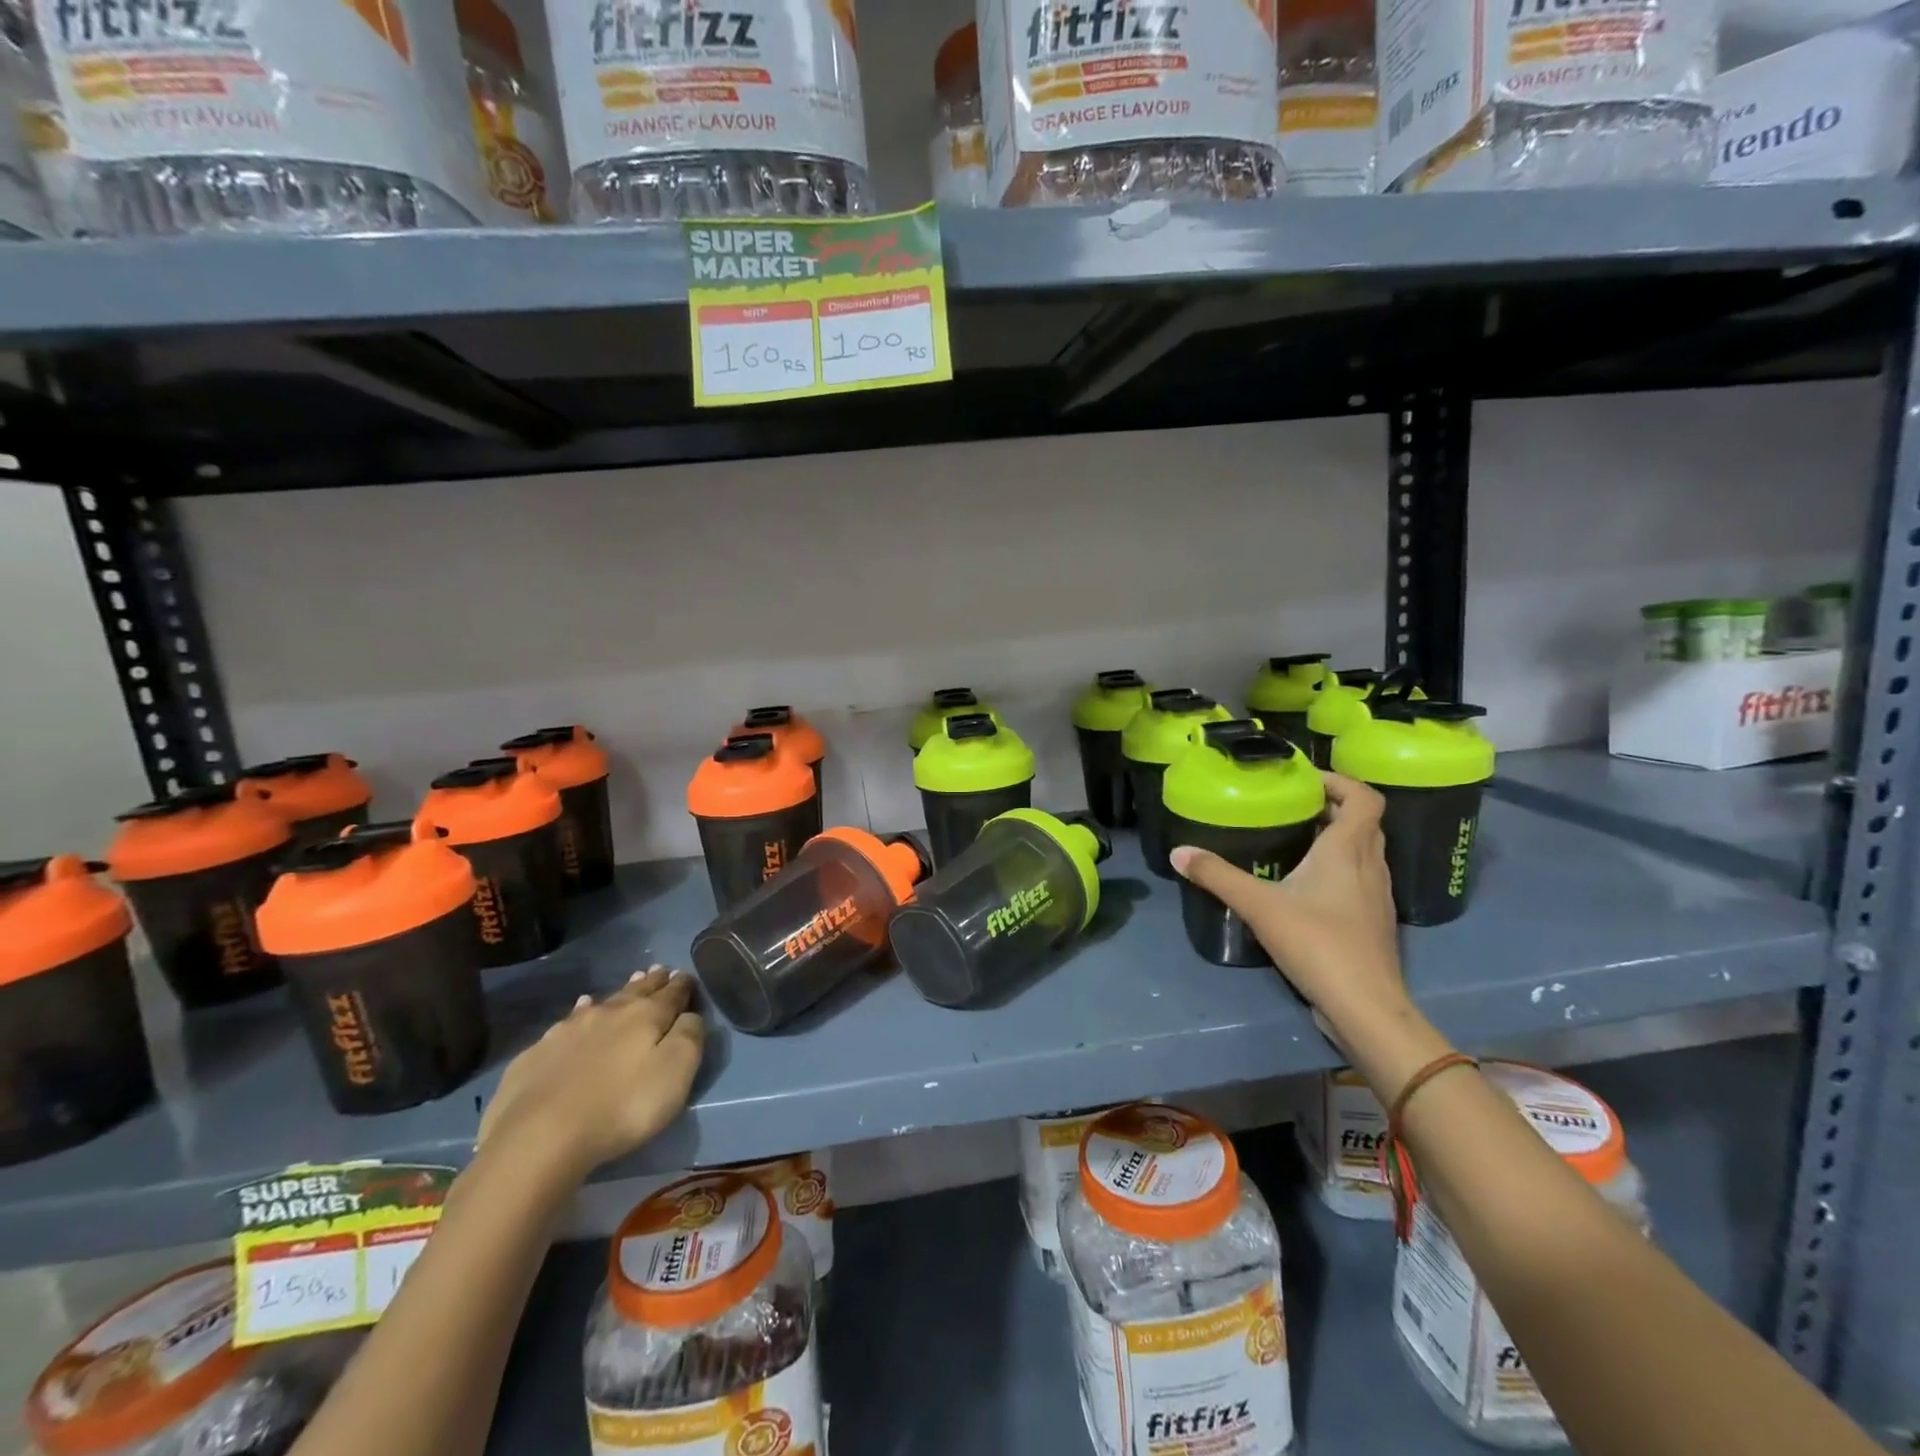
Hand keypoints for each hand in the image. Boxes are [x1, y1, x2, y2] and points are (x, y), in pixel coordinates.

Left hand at [479, 967, 703, 1185]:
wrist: (538, 1137)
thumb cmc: (622, 1106)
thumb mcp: (674, 1073)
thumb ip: (689, 1037)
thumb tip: (690, 1015)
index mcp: (646, 1016)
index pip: (671, 994)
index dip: (682, 985)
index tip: (686, 975)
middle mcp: (609, 1013)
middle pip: (636, 992)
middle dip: (651, 982)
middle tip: (659, 970)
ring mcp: (569, 1030)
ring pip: (602, 1002)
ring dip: (619, 994)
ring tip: (630, 982)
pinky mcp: (538, 1053)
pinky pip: (567, 1022)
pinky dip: (580, 1012)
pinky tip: (580, 1009)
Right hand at [1169, 773, 1409, 1054]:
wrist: (1365, 1006)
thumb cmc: (1317, 942)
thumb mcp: (1258, 905)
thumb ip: (1217, 876)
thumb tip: (1178, 852)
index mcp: (1348, 850)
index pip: (1363, 798)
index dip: (1339, 782)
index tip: (1305, 781)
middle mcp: (1370, 865)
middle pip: (1364, 822)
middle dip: (1332, 808)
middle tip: (1293, 807)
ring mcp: (1377, 896)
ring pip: (1364, 852)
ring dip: (1337, 838)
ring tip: (1296, 841)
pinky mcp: (1374, 922)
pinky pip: (1360, 878)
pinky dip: (1339, 868)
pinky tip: (1307, 887)